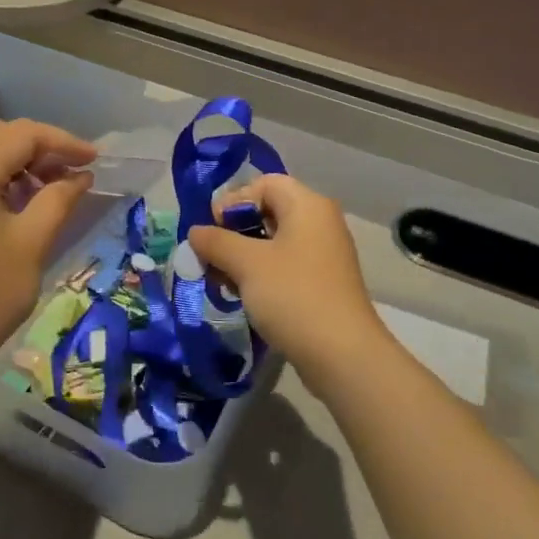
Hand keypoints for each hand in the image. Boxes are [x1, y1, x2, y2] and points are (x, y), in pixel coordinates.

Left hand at [0, 118, 95, 375]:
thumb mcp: (32, 243)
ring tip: (44, 188)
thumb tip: (80, 175)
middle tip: (68, 171)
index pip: (20, 135)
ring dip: (11, 159)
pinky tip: (10, 204)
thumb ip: (58, 198)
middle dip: (35, 145)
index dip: (62, 142)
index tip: (95, 159)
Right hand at [187, 175, 396, 396]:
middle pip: (268, 212)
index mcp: (307, 206)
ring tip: (221, 281)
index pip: (264, 184)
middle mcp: (320, 223)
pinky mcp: (322, 284)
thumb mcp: (247, 264)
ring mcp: (324, 255)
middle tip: (211, 257)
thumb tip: (197, 232)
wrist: (342, 354)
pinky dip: (261, 275)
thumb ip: (216, 242)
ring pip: (274, 243)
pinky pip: (285, 267)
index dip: (234, 200)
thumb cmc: (293, 295)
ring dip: (243, 257)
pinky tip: (243, 296)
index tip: (213, 230)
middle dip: (234, 233)